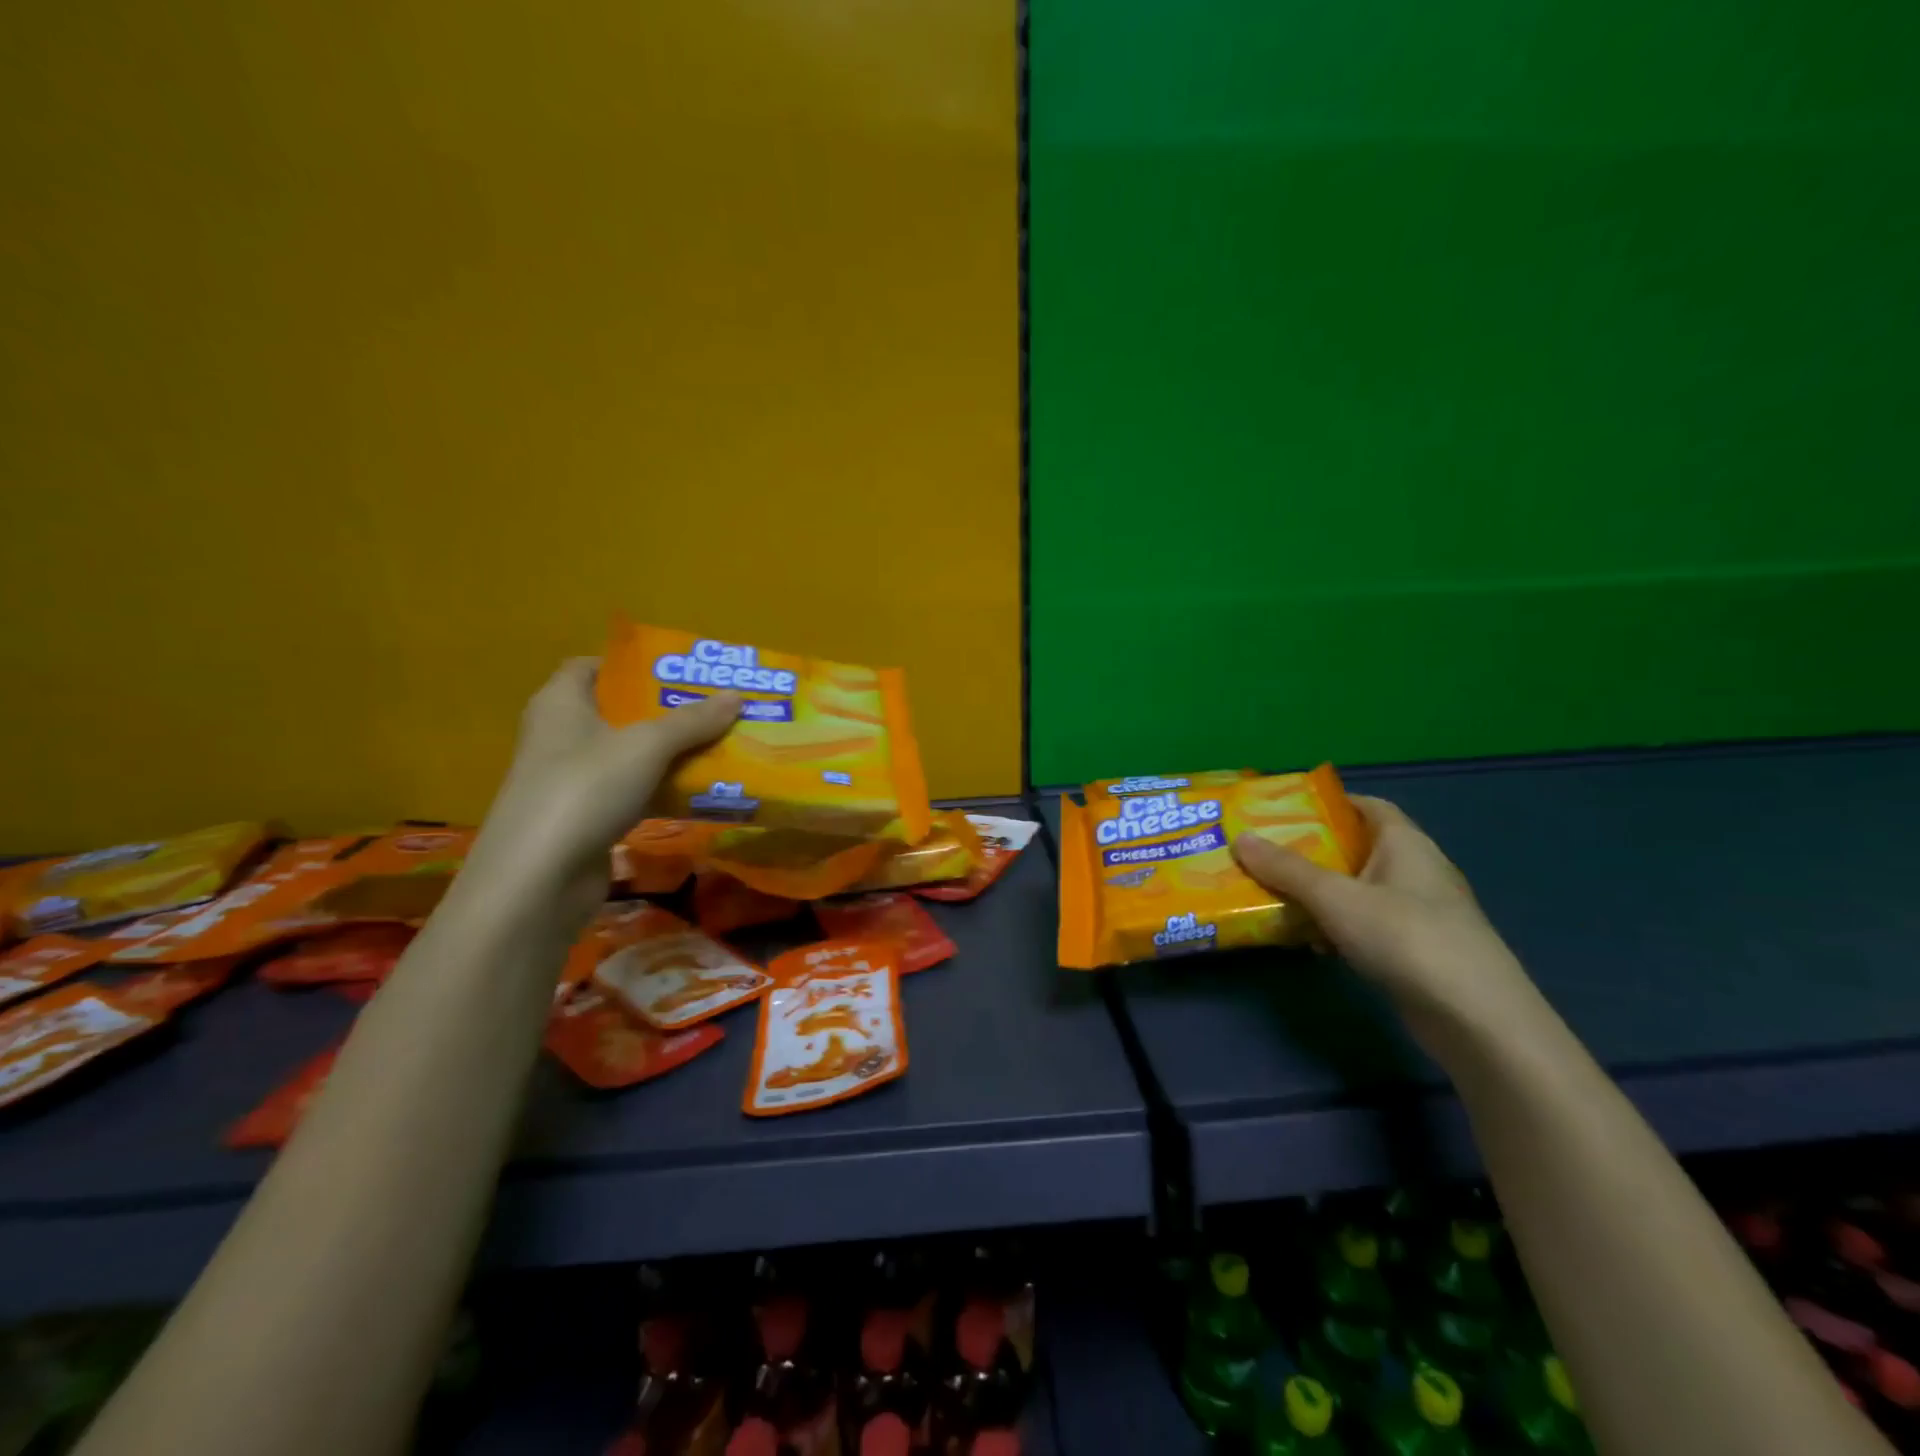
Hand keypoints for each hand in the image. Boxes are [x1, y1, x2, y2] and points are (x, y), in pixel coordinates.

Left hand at [467, 658, 739, 921]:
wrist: (539, 879)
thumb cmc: (585, 789)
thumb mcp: (647, 746)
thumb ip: (693, 720)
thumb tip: (737, 695)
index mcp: (561, 703)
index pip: (590, 666)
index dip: (631, 663)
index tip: (677, 670)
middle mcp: (560, 735)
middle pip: (617, 711)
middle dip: (665, 709)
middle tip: (714, 706)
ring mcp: (570, 780)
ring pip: (628, 755)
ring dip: (669, 752)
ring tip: (719, 743)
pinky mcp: (584, 818)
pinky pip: (631, 791)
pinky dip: (661, 789)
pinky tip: (699, 790)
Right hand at [1232, 796, 1532, 1022]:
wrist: (1477, 1021)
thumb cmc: (1407, 938)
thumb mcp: (1336, 898)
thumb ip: (1287, 869)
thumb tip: (1240, 838)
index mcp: (1405, 843)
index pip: (1367, 806)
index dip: (1327, 803)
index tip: (1282, 811)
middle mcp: (1416, 870)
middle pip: (1356, 848)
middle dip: (1311, 850)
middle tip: (1264, 853)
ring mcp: (1419, 912)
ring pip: (1358, 890)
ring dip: (1320, 893)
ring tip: (1273, 894)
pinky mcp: (1417, 950)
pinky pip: (1366, 924)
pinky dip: (1337, 927)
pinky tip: (1310, 942)